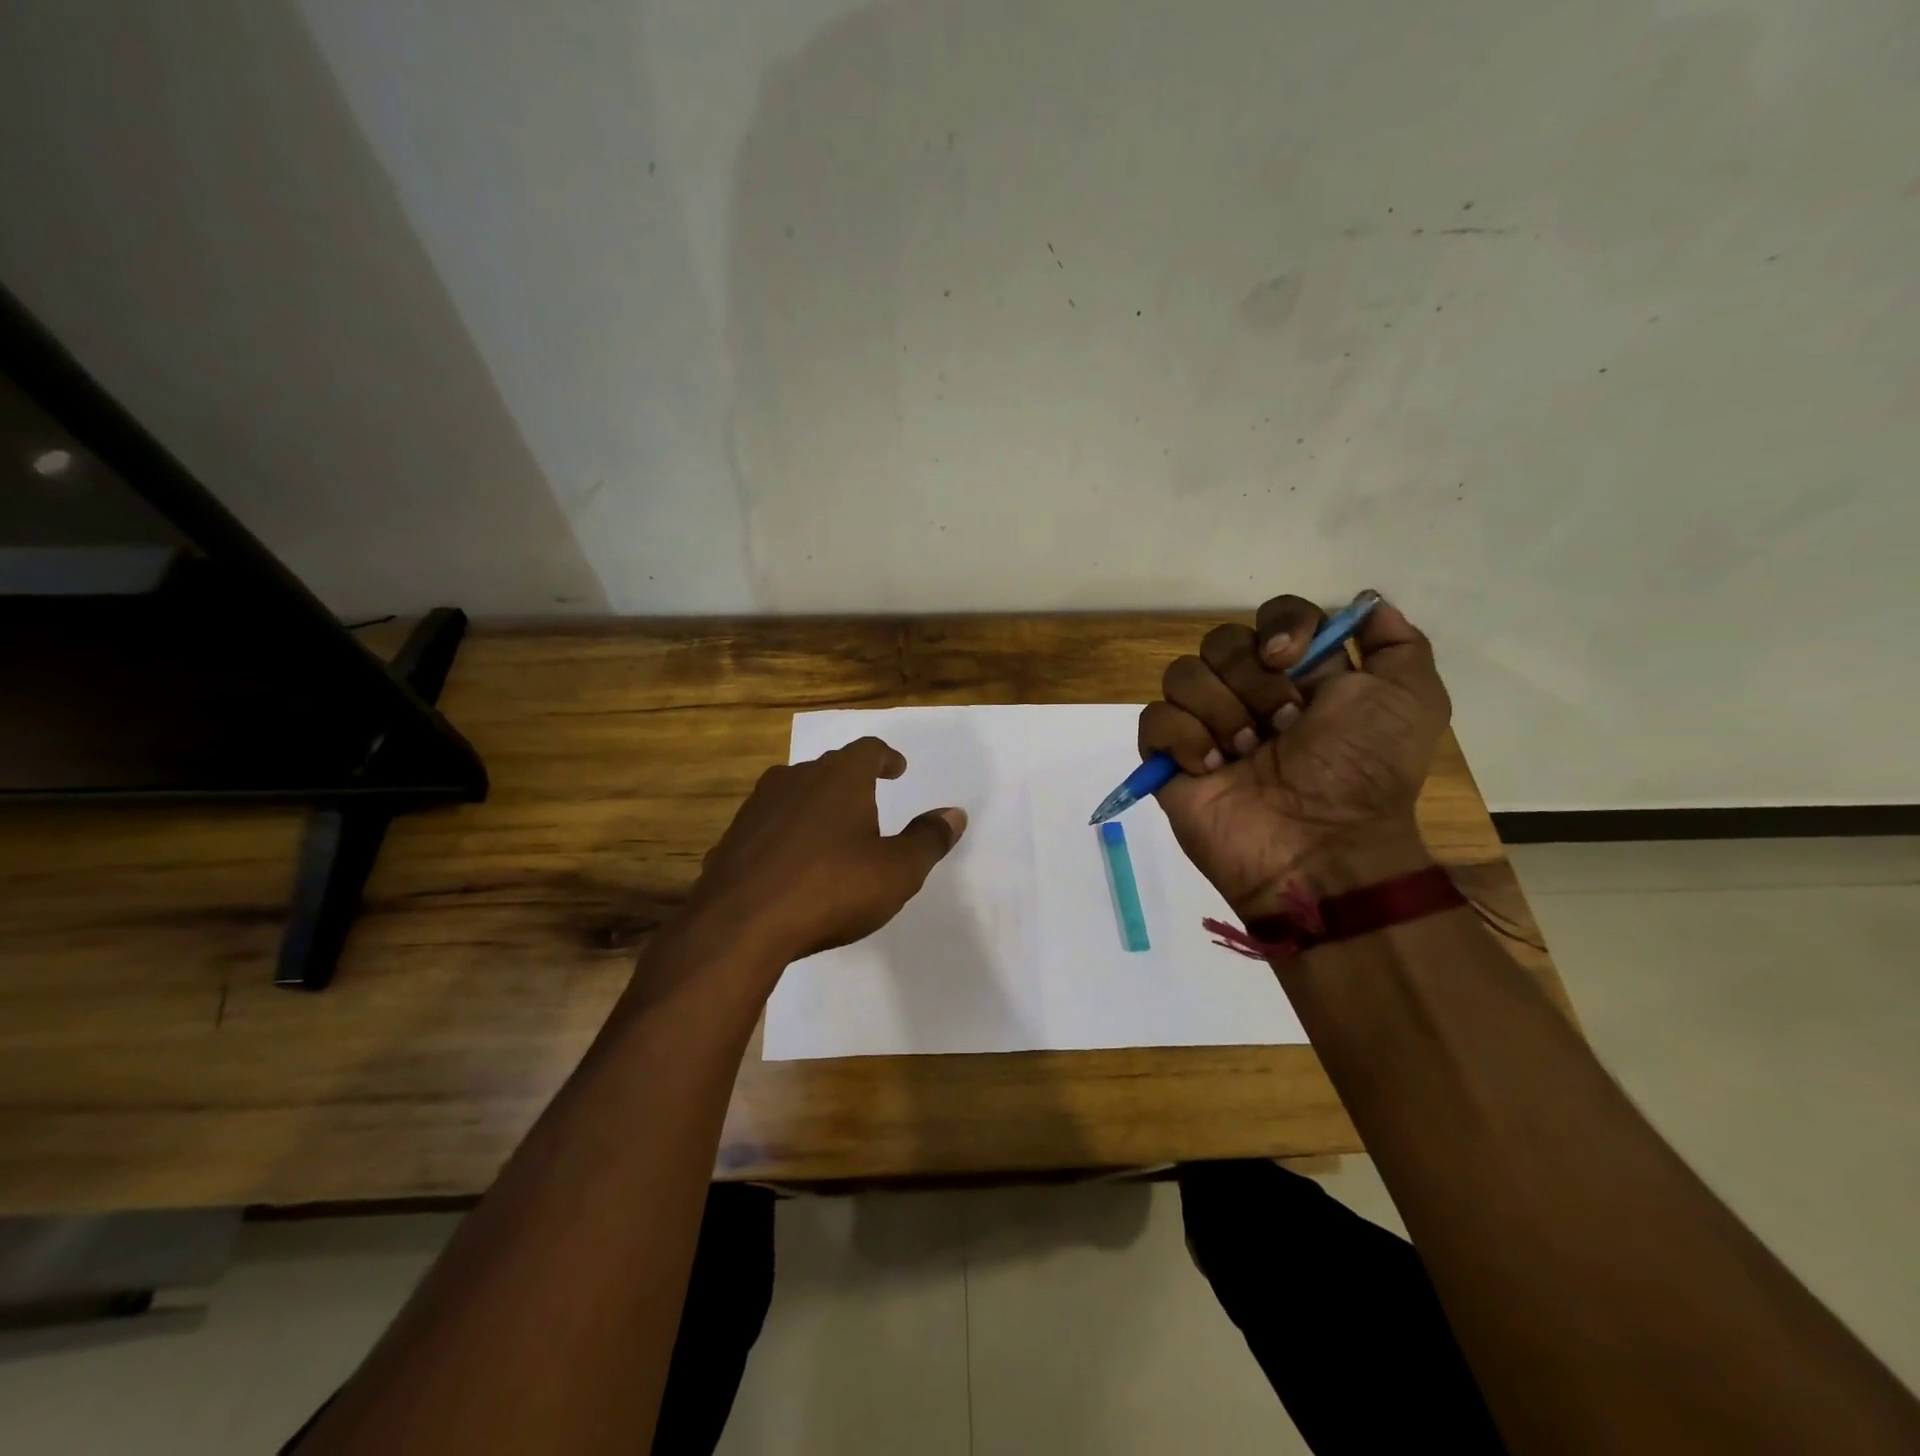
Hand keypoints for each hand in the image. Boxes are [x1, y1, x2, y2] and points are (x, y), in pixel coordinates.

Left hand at [686, 737, 966, 963]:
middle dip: (852, 782)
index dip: (886, 757)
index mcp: (840, 778)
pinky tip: (792, 864)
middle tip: (869, 802)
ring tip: (831, 832)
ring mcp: (758, 807)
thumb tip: (954, 813)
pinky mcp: (732, 838)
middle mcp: (796, 779)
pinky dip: (786, 835)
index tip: (897, 768)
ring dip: (816, 806)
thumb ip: (928, 839)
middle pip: (829, 768)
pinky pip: (769, 826)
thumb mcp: (897, 870)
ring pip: (795, 794)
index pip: (868, 750)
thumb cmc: (832, 888)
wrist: (740, 925)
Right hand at [1139, 593, 1449, 915]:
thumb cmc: (1365, 772)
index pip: (1272, 616)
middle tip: (1283, 726)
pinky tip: (1212, 768)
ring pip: (1182, 674)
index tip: (1290, 658)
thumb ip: (1398, 643)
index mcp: (1300, 675)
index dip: (1279, 625)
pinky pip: (1155, 719)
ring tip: (1247, 754)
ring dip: (1221, 712)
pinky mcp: (1171, 759)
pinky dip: (1184, 738)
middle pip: (1221, 641)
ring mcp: (1206, 726)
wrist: (1321, 847)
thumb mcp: (1412, 700)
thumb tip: (1367, 603)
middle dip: (1252, 680)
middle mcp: (1249, 694)